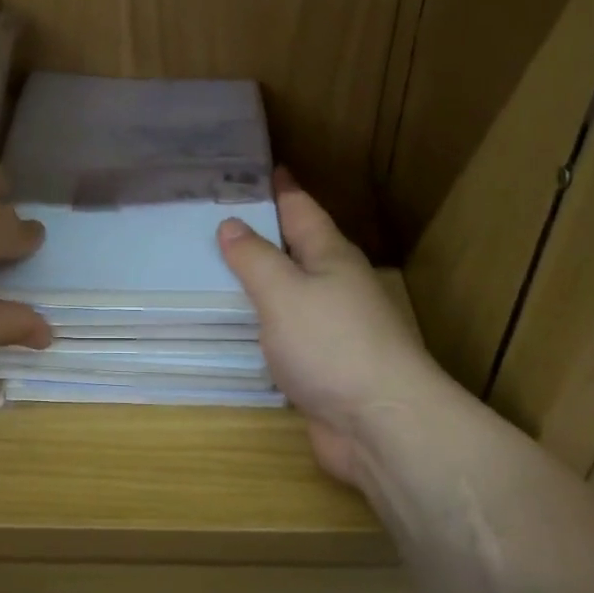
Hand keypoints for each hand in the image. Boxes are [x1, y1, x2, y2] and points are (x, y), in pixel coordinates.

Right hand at [217, 170, 450, 487]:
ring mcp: (331, 331)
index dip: (279, 189)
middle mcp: (335, 288)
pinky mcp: (322, 368)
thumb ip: (255, 259)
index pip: (301, 210)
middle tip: (215, 222)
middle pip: (296, 251)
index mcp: (331, 257)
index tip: (256, 168)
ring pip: (288, 296)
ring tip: (214, 272)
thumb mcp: (285, 292)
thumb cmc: (332, 345)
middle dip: (262, 235)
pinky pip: (283, 336)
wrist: (379, 423)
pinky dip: (260, 327)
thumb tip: (231, 224)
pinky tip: (235, 330)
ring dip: (258, 284)